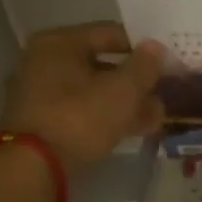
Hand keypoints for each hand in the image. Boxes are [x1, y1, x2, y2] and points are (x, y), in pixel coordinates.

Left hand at [0, 22, 164, 171]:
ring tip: (156, 117)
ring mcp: (39, 94)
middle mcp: (43, 62)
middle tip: (164, 94)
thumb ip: (144, 66)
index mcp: (59, 43)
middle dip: (136, 82)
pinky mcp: (41, 123)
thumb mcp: (123, 90)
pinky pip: (81, 111)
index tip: (167, 63)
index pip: (111, 34)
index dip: (143, 49)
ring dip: (125, 103)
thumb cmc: (80, 116)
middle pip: (102, 65)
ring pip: (93, 92)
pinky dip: (106, 117)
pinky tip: (134, 130)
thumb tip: (155, 47)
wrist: (34, 168)